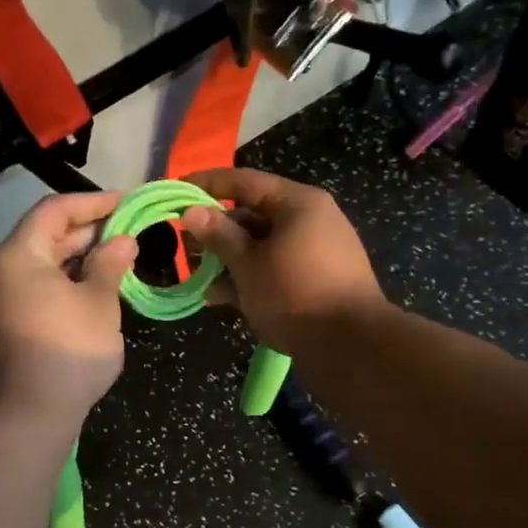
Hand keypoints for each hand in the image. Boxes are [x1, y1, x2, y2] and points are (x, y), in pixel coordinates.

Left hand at [0, 192, 137, 424]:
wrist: (31, 415)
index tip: (127, 203)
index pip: (54, 210)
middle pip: (45, 236)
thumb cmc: (69, 351)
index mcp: (18, 256)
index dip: (93, 202)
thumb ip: (111, 264)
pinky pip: (38, 288)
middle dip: (89, 230)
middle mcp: (1, 271)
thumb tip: (123, 240)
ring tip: (119, 256)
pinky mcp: (7, 324)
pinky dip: (67, 281)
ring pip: (43, 264)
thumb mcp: (99, 303)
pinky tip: (97, 286)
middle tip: (129, 229)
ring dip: (79, 257)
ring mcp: (0, 300)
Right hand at [179, 168, 387, 354]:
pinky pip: (276, 269)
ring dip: (229, 259)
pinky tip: (220, 297)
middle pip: (253, 215)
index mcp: (298, 204)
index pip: (244, 182)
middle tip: (183, 244)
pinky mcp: (317, 281)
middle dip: (216, 231)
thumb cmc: (295, 294)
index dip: (207, 185)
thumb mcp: (248, 265)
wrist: (350, 346)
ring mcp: (316, 252)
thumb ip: (219, 236)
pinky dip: (249, 278)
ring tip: (197, 276)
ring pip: (263, 246)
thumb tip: (191, 210)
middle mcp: (311, 220)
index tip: (176, 192)